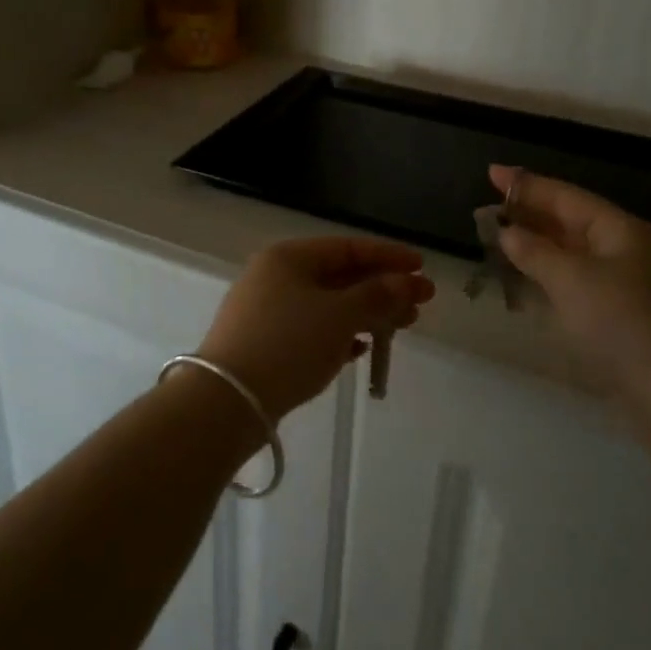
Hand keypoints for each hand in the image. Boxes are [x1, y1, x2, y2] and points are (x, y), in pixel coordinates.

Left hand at [198, 237, 436, 422]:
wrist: (227, 402)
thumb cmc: (288, 345)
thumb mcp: (339, 316)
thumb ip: (377, 295)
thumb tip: (408, 282)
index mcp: (289, 257)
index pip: (348, 247)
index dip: (389, 256)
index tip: (423, 268)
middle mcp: (275, 276)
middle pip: (340, 276)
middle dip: (383, 288)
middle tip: (421, 304)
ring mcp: (267, 311)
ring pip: (328, 304)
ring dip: (367, 313)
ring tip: (402, 327)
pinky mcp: (265, 344)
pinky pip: (312, 330)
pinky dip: (340, 335)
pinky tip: (362, 350)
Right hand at [490, 165, 650, 391]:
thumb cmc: (622, 322)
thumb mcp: (572, 280)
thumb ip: (535, 252)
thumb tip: (507, 232)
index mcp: (621, 230)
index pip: (566, 197)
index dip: (527, 185)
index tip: (492, 173)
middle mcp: (627, 250)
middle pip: (571, 222)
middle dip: (530, 214)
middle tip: (489, 209)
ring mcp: (627, 284)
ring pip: (573, 253)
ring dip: (537, 246)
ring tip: (500, 239)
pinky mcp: (622, 316)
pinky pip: (578, 281)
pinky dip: (550, 276)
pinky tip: (528, 280)